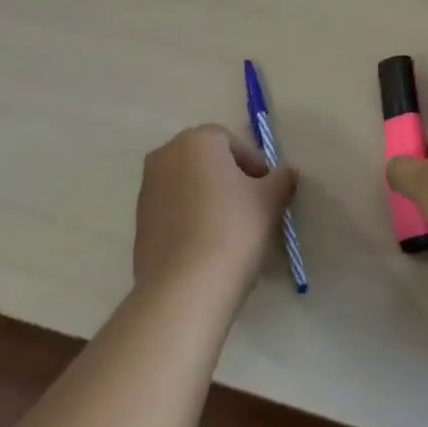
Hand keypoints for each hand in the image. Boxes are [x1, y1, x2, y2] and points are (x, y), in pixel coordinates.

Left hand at [134, 125, 297, 294]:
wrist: (185, 286)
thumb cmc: (234, 230)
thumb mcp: (270, 201)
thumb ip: (281, 179)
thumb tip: (287, 171)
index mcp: (196, 140)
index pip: (233, 143)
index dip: (255, 167)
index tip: (268, 194)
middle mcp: (165, 155)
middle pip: (207, 161)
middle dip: (231, 180)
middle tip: (253, 210)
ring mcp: (147, 188)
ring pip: (189, 185)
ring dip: (209, 199)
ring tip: (231, 232)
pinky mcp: (140, 220)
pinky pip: (174, 210)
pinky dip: (191, 219)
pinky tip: (207, 246)